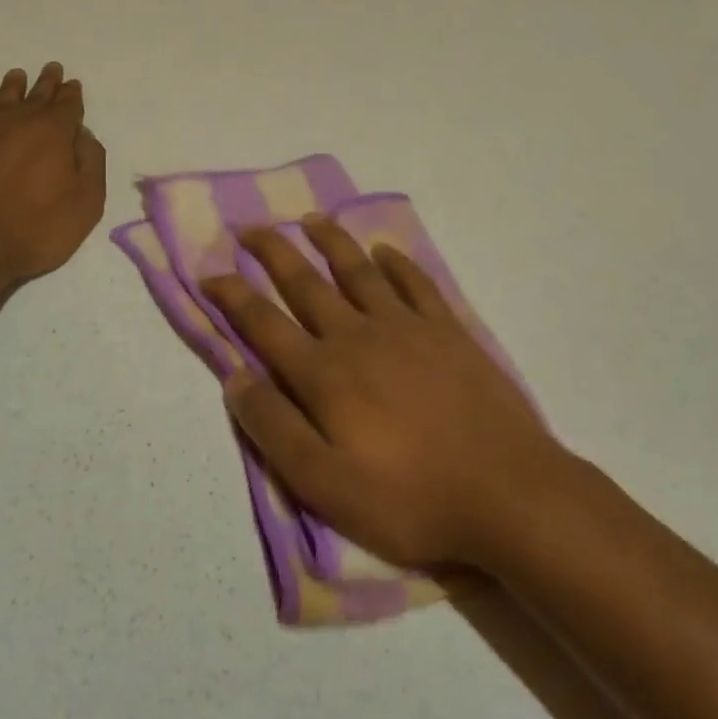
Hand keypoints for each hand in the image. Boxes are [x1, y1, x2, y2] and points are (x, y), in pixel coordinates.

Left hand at [0, 63, 105, 285]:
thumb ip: (91, 162)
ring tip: (19, 76)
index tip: (73, 84)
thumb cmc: (34, 227)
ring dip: (15, 87)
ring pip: (4, 99)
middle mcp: (18, 121)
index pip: (67, 105)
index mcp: (53, 130)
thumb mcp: (85, 202)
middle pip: (36, 95)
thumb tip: (82, 135)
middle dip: (47, 83)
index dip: (72, 95)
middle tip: (52, 68)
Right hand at [202, 218, 564, 571]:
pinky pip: (416, 284)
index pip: (264, 324)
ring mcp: (407, 328)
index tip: (208, 273)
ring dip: (331, 242)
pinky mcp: (448, 332)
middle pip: (306, 284)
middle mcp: (358, 336)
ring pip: (358, 272)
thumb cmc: (410, 498)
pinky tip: (384, 251)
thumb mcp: (325, 485)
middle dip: (273, 253)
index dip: (232, 296)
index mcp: (324, 374)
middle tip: (250, 228)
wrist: (508, 493)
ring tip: (310, 219)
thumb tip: (234, 378)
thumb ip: (274, 429)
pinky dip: (397, 264)